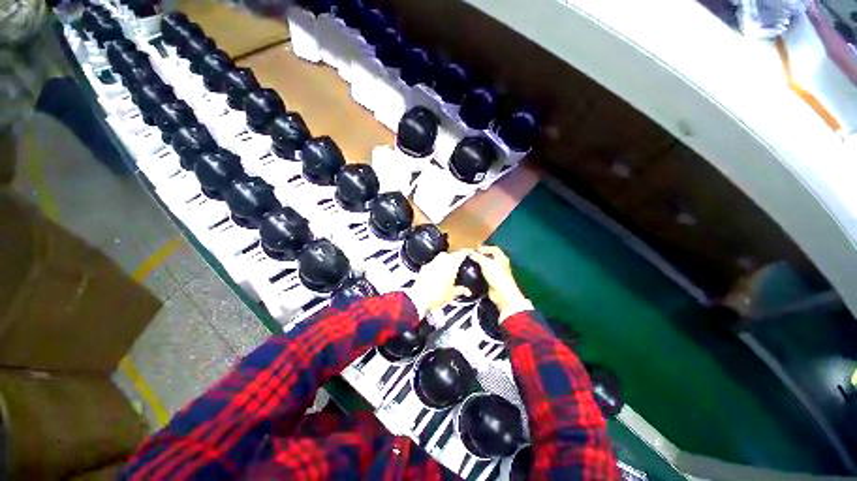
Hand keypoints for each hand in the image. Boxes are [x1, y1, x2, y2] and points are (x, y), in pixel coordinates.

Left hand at [408, 249, 472, 318]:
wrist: (419, 298)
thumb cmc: (437, 295)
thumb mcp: (452, 294)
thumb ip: (461, 290)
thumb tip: (467, 291)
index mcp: (452, 263)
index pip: (462, 253)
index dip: (468, 251)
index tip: (471, 252)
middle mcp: (442, 259)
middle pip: (452, 254)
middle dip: (457, 257)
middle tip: (460, 263)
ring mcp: (432, 262)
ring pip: (442, 258)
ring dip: (447, 261)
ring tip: (450, 269)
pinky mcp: (425, 267)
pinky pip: (434, 263)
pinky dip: (437, 266)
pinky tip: (438, 274)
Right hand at [470, 246, 532, 320]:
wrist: (502, 293)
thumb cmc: (496, 275)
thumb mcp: (486, 263)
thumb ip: (478, 257)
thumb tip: (471, 253)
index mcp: (501, 257)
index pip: (493, 248)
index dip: (485, 248)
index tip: (476, 250)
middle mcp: (500, 264)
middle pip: (491, 257)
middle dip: (481, 256)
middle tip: (472, 256)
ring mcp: (497, 272)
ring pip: (488, 265)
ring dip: (480, 264)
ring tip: (471, 263)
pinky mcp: (493, 280)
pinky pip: (486, 273)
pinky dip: (480, 272)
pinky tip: (473, 272)